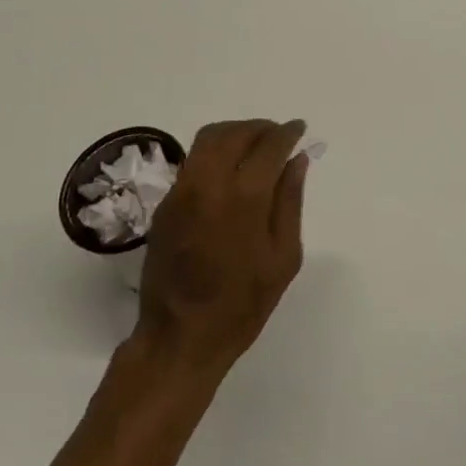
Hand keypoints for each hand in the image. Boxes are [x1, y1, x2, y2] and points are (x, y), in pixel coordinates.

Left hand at [134, 120, 307, 375]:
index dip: (287, 133)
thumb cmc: (242, 304)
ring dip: (235, 133)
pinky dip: (215, 152)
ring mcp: (181, 191)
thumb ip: (290, 201)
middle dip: (260, 128)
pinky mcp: (165, 203)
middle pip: (234, 133)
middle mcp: (208, 183)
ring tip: (255, 146)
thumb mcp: (283, 257)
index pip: (269, 146)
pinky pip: (193, 161)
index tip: (300, 129)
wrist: (180, 337)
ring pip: (208, 140)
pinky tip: (229, 171)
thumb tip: (297, 160)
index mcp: (243, 197)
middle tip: (279, 135)